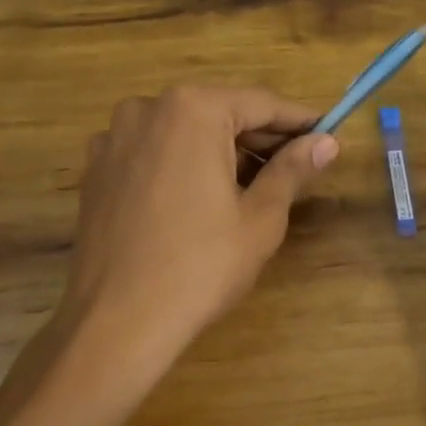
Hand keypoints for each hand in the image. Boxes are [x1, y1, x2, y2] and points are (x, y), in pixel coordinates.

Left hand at [0, 85, 336, 425]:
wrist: (116, 322)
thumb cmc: (201, 266)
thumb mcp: (260, 217)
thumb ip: (293, 170)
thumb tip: (328, 142)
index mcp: (192, 109)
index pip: (260, 104)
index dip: (299, 121)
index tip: (328, 133)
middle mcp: (147, 109)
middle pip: (220, 113)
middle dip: (260, 138)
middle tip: (299, 165)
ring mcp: (114, 138)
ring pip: (185, 132)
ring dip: (222, 151)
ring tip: (255, 186)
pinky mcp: (97, 170)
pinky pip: (154, 153)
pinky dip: (184, 164)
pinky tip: (203, 199)